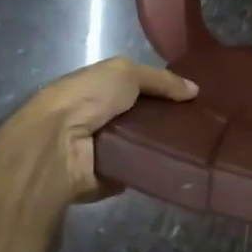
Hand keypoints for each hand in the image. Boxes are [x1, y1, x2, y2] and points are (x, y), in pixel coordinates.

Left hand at [6, 57, 198, 202]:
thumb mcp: (126, 72)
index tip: (190, 96)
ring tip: (193, 144)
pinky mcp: (102, 178)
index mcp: (95, 88)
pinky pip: (134, 171)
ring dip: (159, 144)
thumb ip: (161, 80)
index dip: (160, 90)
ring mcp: (98, 150)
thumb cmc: (87, 98)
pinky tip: (175, 165)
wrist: (55, 145)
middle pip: (139, 116)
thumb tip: (195, 90)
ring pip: (138, 144)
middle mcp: (95, 117)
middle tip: (197, 122)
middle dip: (164, 118)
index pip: (134, 86)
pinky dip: (150, 169)